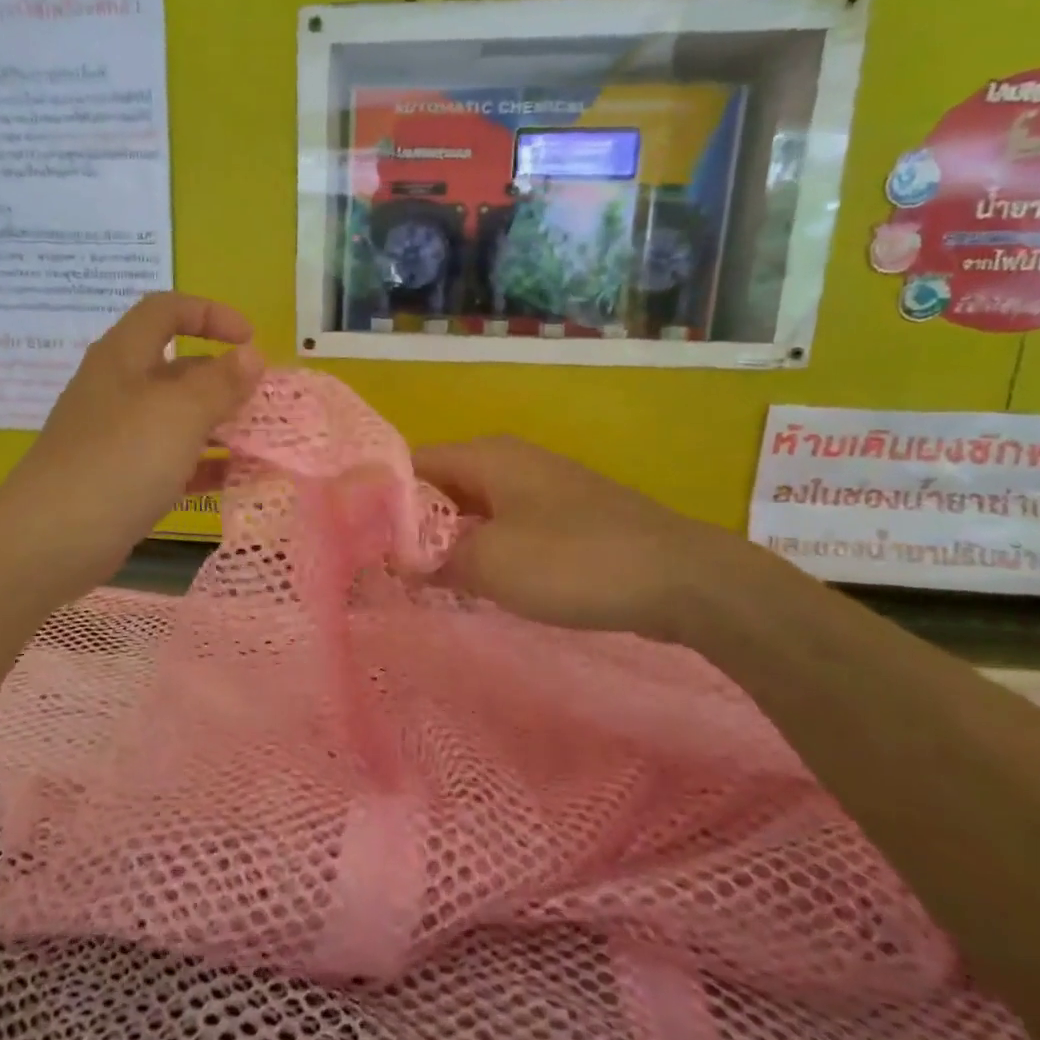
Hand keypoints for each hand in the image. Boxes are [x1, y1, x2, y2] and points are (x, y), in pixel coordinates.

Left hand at [0, 293, 263, 608]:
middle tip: (264, 402)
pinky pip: (171, 460)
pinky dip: (204, 465)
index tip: (250, 340)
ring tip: (261, 442)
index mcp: (124, 357)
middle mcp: (118, 389)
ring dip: (220, 425)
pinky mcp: (121, 478)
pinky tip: (236, 479)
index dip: (210, 314)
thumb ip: (221, 382)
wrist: (51, 541)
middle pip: (177, 368)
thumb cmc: (120, 461)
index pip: (166, 310)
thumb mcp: (179, 414)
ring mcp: (117, 437)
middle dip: (224, 379)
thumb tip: (252, 354)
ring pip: (177, 418)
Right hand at [413, 436, 762, 640]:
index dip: (380, 500)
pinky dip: (482, 551)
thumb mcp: (488, 563)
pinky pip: (505, 527)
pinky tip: (475, 584)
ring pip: (473, 510)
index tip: (358, 540)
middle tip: (383, 568)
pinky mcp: (564, 517)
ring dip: (447, 543)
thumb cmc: (573, 561)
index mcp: (485, 455)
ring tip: (419, 581)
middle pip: (440, 487)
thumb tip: (401, 560)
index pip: (410, 465)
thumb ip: (433, 560)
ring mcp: (540, 488)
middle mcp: (509, 461)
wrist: (681, 578)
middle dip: (411, 526)